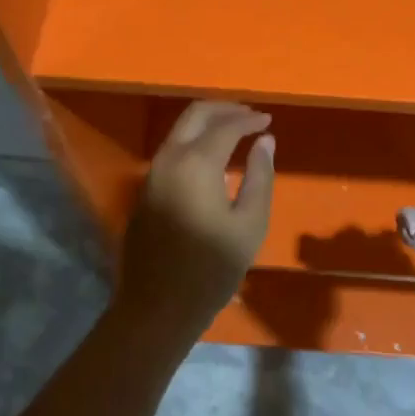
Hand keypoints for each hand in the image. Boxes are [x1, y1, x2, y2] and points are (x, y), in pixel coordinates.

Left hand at [115, 101, 275, 334]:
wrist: (158, 306)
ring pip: (179, 131)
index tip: (269, 121)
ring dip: (207, 124)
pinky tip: (212, 158)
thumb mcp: (249, 224)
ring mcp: (152, 174)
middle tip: (251, 116)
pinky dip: (194, 142)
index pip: (226, 125)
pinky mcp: (145, 190)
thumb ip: (260, 176)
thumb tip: (265, 141)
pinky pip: (171, 151)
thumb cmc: (212, 269)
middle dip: (225, 109)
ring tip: (235, 132)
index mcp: (197, 163)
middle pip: (195, 114)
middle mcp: (169, 158)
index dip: (250, 119)